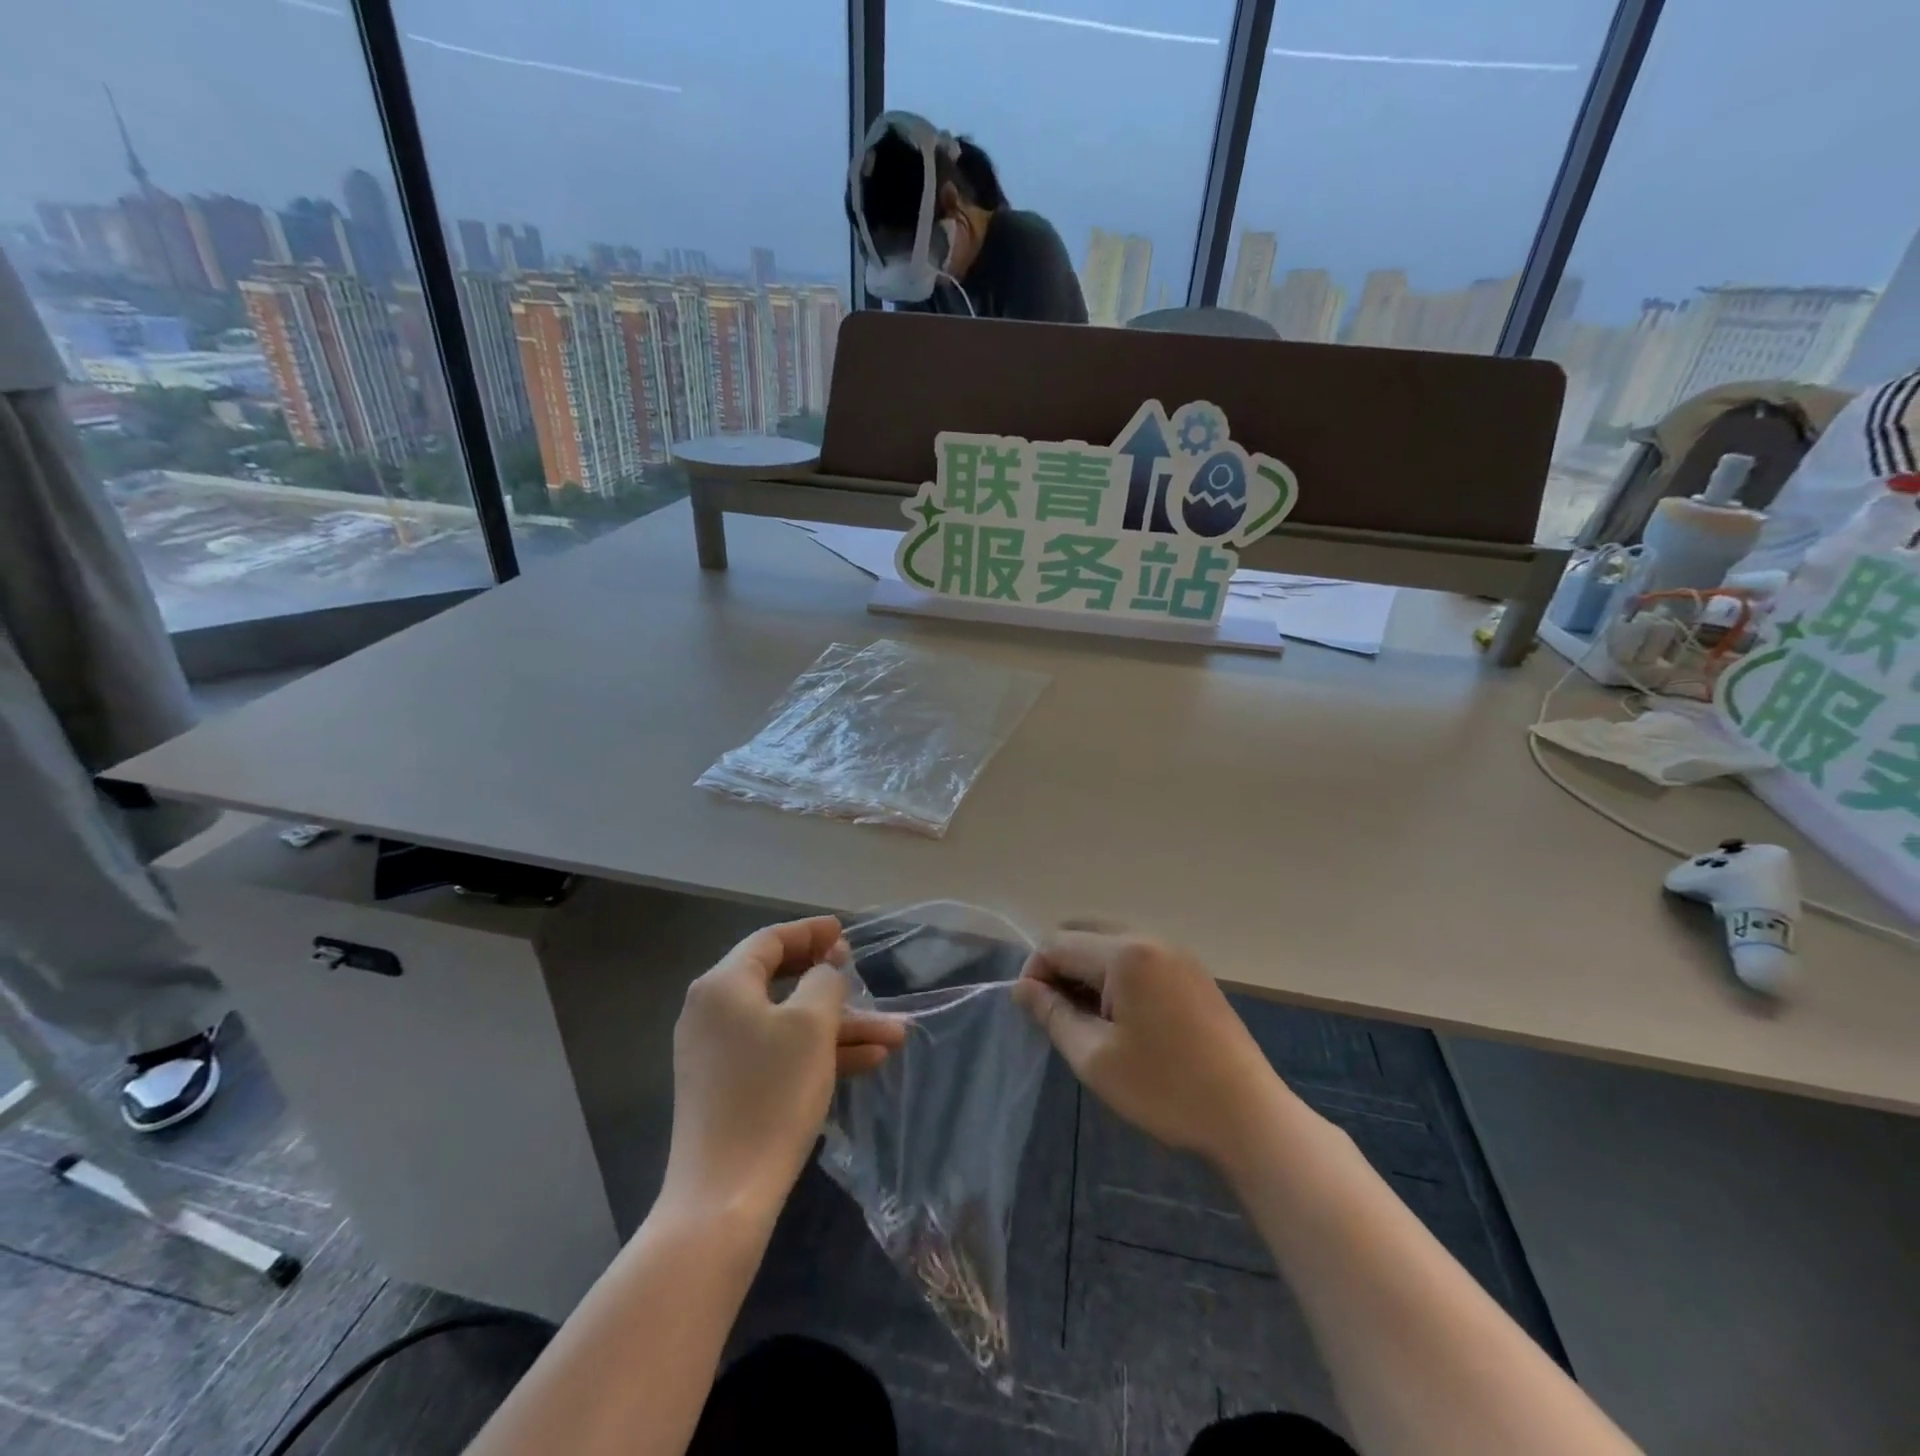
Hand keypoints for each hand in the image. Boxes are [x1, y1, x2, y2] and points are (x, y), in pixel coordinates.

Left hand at [661, 917, 905, 1220]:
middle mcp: (712, 1012)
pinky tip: (869, 1061)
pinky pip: (778, 1054)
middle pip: (781, 981)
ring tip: (895, 1035)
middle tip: (863, 976)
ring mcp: (718, 1054)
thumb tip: (823, 973)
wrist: (725, 1196)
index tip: (844, 932)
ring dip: (839, 1027)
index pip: (769, 940)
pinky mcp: (728, 1089)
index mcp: (723, 985)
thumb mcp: (812, 1025)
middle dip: (834, 985)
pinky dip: (818, 1053)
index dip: (811, 932)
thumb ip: (824, 982)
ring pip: (788, 1024)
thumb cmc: (771, 1093)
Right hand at [1013, 932, 1282, 1169]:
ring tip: (1088, 1021)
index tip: (1034, 1014)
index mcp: (1126, 953)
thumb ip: (1053, 1014)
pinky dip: (1116, 976)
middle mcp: (1151, 939)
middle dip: (1060, 967)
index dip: (1035, 973)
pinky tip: (1122, 1018)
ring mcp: (1176, 953)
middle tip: (1059, 1015)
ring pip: (1110, 943)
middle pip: (1084, 933)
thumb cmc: (1166, 1088)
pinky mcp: (1192, 972)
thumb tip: (1022, 987)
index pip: (1058, 943)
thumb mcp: (1095, 1057)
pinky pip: (1138, 957)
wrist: (1249, 1116)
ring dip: (1087, 971)